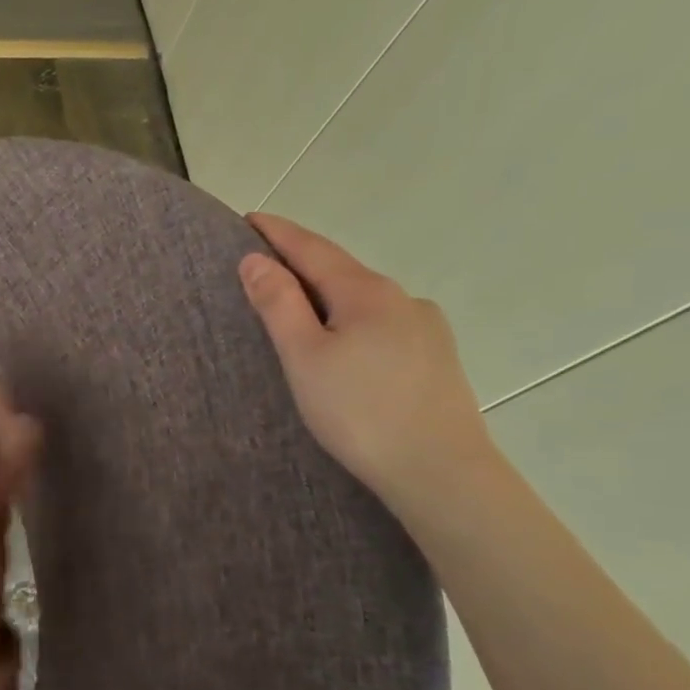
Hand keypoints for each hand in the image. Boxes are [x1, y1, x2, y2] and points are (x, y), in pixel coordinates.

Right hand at [240, 212, 494, 506]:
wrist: (439, 471)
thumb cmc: (359, 411)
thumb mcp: (304, 356)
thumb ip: (278, 304)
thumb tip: (254, 259)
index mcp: (367, 293)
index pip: (313, 249)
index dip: (279, 233)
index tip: (249, 218)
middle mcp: (403, 299)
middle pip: (342, 271)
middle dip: (303, 263)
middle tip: (264, 263)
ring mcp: (426, 328)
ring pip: (365, 300)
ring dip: (329, 295)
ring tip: (300, 309)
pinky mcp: (436, 358)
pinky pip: (382, 324)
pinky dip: (352, 321)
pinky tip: (345, 345)